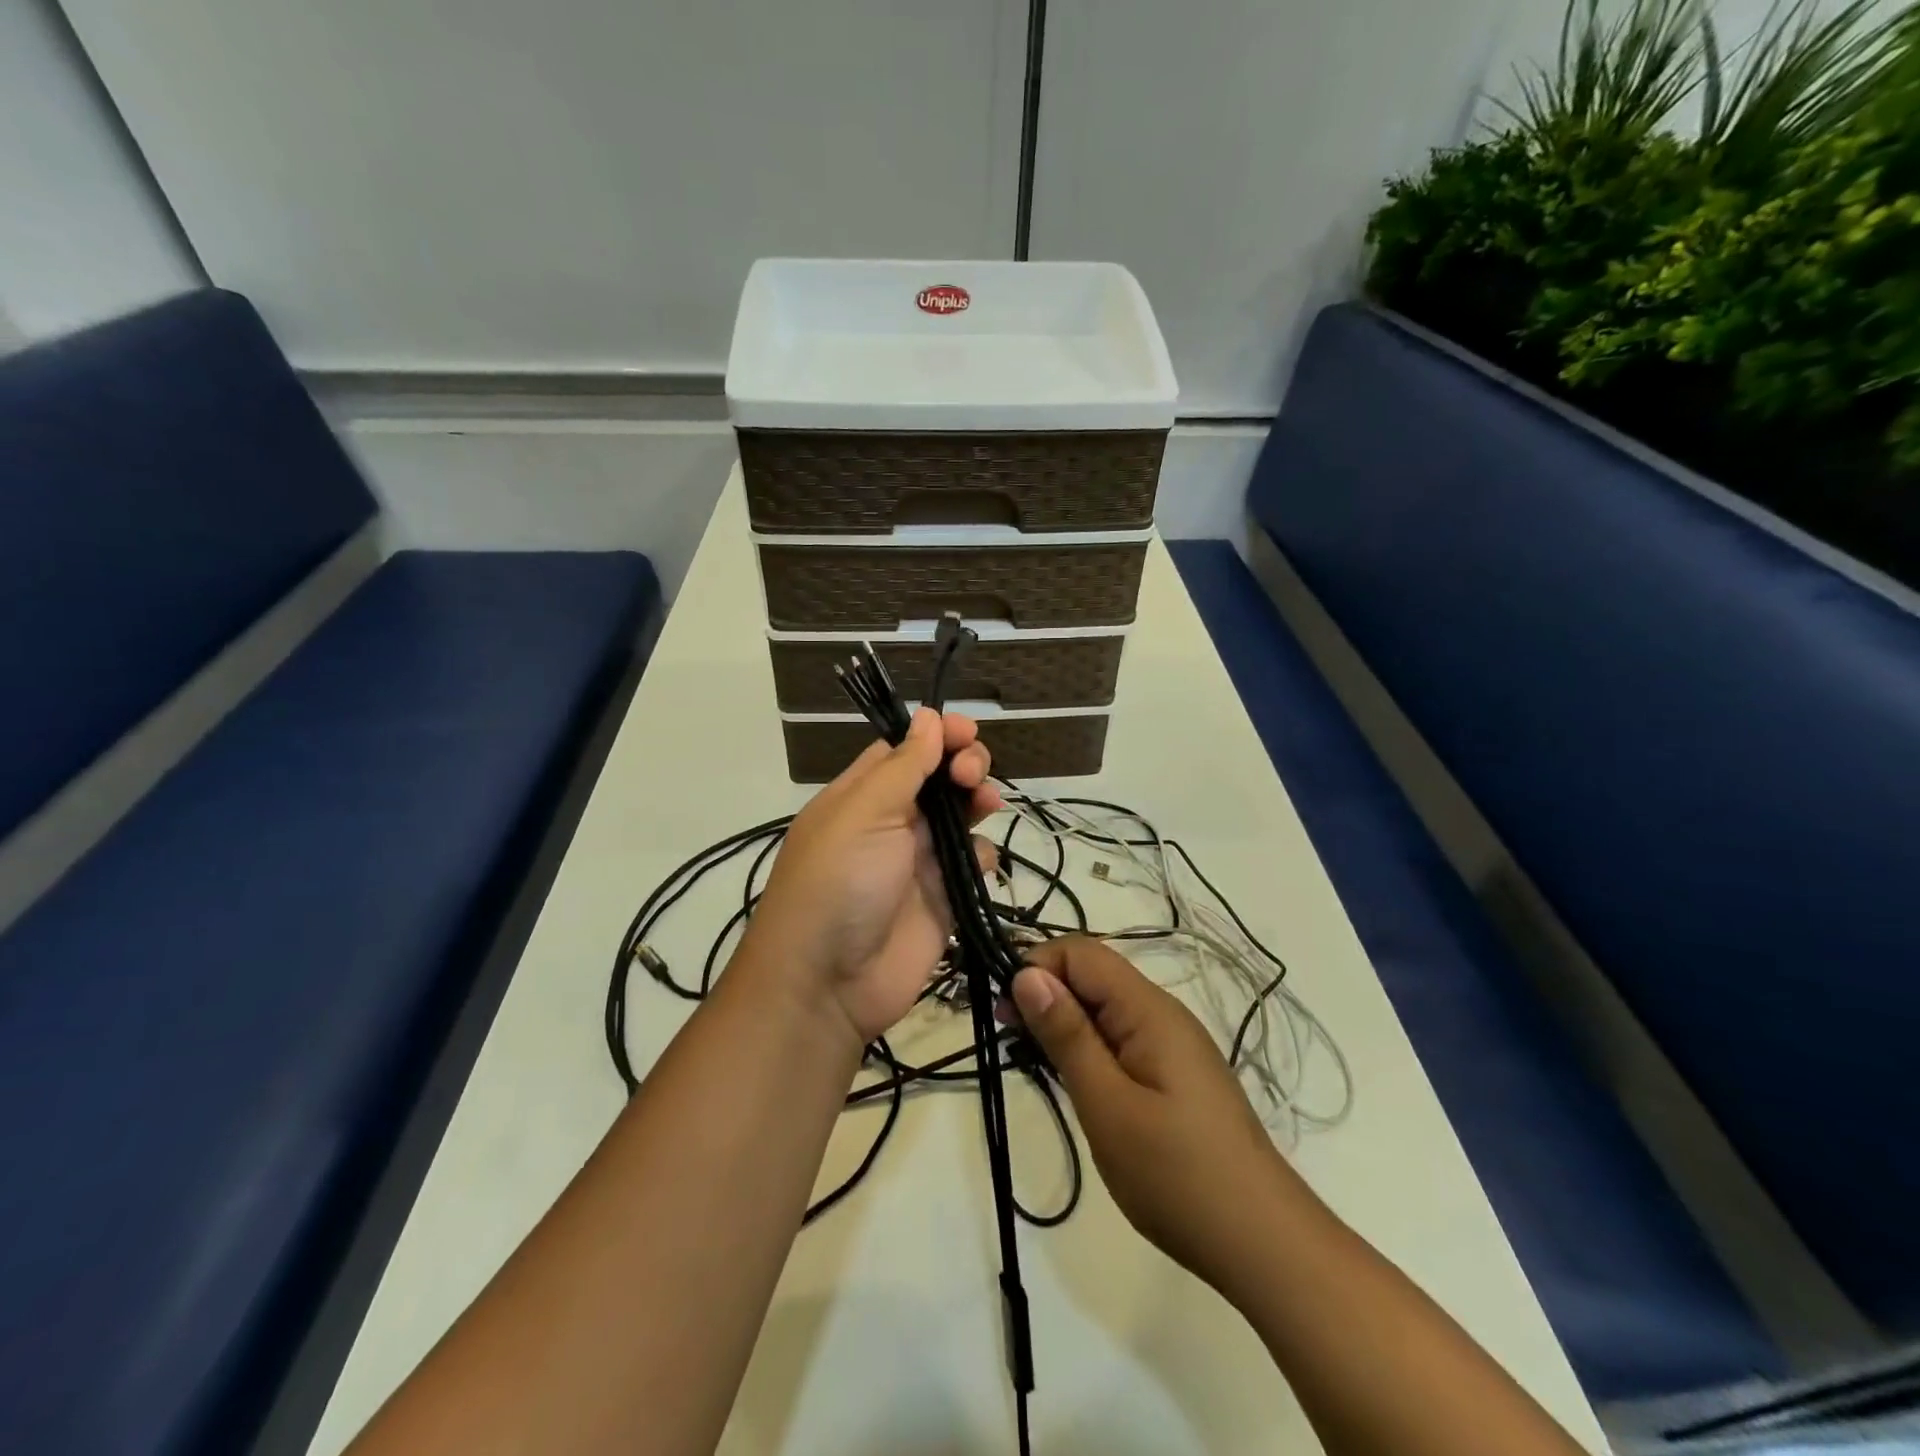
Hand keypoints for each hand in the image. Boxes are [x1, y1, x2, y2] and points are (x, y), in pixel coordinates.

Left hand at [744, 710, 1000, 1043]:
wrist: (828, 984)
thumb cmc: (837, 883)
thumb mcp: (863, 814)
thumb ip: (902, 766)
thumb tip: (929, 716)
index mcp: (862, 795)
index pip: (905, 749)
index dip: (937, 735)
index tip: (966, 731)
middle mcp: (892, 821)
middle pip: (938, 778)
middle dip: (963, 765)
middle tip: (972, 775)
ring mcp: (919, 860)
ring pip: (961, 816)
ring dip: (978, 800)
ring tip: (986, 801)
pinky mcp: (944, 897)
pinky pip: (973, 863)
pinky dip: (981, 854)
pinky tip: (977, 862)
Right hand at [1012, 938, 1311, 1294]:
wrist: (1262, 1243)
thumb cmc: (1177, 1174)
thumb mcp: (1107, 1104)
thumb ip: (1066, 1035)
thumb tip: (1026, 973)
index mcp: (1149, 1009)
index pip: (1082, 953)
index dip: (1038, 966)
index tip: (1004, 1009)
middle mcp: (1162, 1013)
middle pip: (1093, 976)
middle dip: (1046, 994)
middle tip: (1010, 1039)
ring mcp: (1172, 1044)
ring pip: (1104, 1009)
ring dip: (1064, 1023)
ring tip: (1034, 1062)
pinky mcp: (1175, 1074)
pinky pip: (1121, 1038)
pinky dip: (1089, 1048)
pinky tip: (1075, 1081)